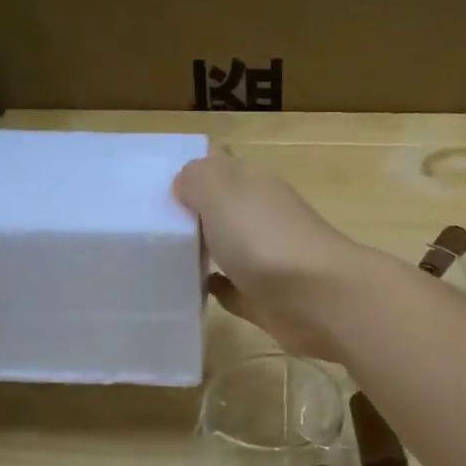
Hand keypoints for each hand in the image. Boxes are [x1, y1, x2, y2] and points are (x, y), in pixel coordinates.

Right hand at [172, 153, 376, 359]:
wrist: (319, 299)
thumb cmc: (265, 239)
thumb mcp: (220, 191)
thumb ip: (197, 179)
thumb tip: (184, 184)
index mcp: (253, 185)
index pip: (220, 166)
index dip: (192, 170)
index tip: (153, 185)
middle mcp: (262, 217)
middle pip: (223, 209)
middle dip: (192, 213)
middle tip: (147, 226)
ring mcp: (267, 260)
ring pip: (229, 249)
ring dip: (204, 251)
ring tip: (161, 259)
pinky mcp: (267, 299)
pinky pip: (235, 290)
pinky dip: (217, 288)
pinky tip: (194, 291)